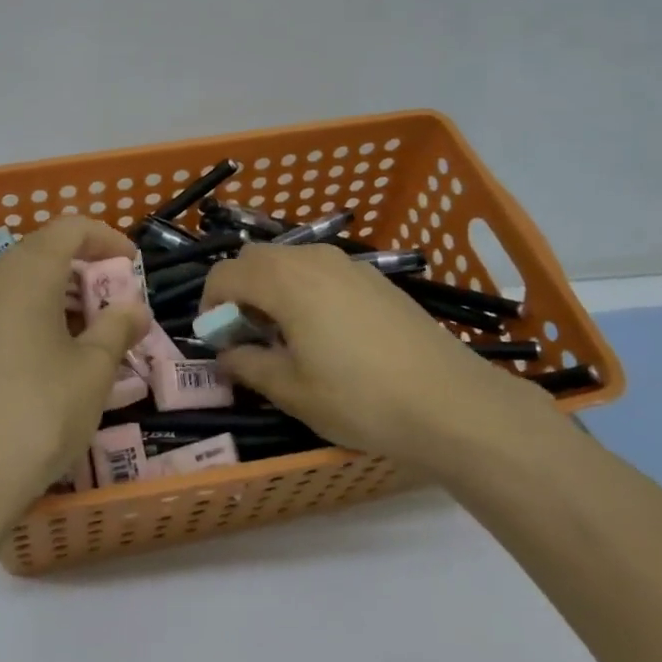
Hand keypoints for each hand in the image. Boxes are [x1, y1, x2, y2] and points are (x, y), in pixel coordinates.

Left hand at [0, 217, 149, 523]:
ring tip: (88, 336)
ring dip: (58, 296)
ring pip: (19, 283)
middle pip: (42, 252)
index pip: (70, 228)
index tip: (132, 265)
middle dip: (84, 270)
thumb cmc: (39, 413)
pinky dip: (30, 317)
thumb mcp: (93, 370)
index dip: (106, 238)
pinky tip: (48, 360)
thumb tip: (133, 306)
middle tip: (114, 307)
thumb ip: (118, 327)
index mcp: (26, 272)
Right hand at [200, 243, 562, 472]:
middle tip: (248, 335)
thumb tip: (226, 353)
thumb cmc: (360, 399)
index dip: (210, 304)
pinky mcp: (376, 279)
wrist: (451, 402)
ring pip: (291, 260)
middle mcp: (314, 259)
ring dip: (272, 287)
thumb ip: (248, 364)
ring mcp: (349, 265)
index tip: (217, 339)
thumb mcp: (293, 391)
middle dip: (239, 290)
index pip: (226, 274)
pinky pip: (322, 271)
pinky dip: (305, 289)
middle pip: (256, 258)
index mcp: (285, 281)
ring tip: (286, 335)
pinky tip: (326, 332)